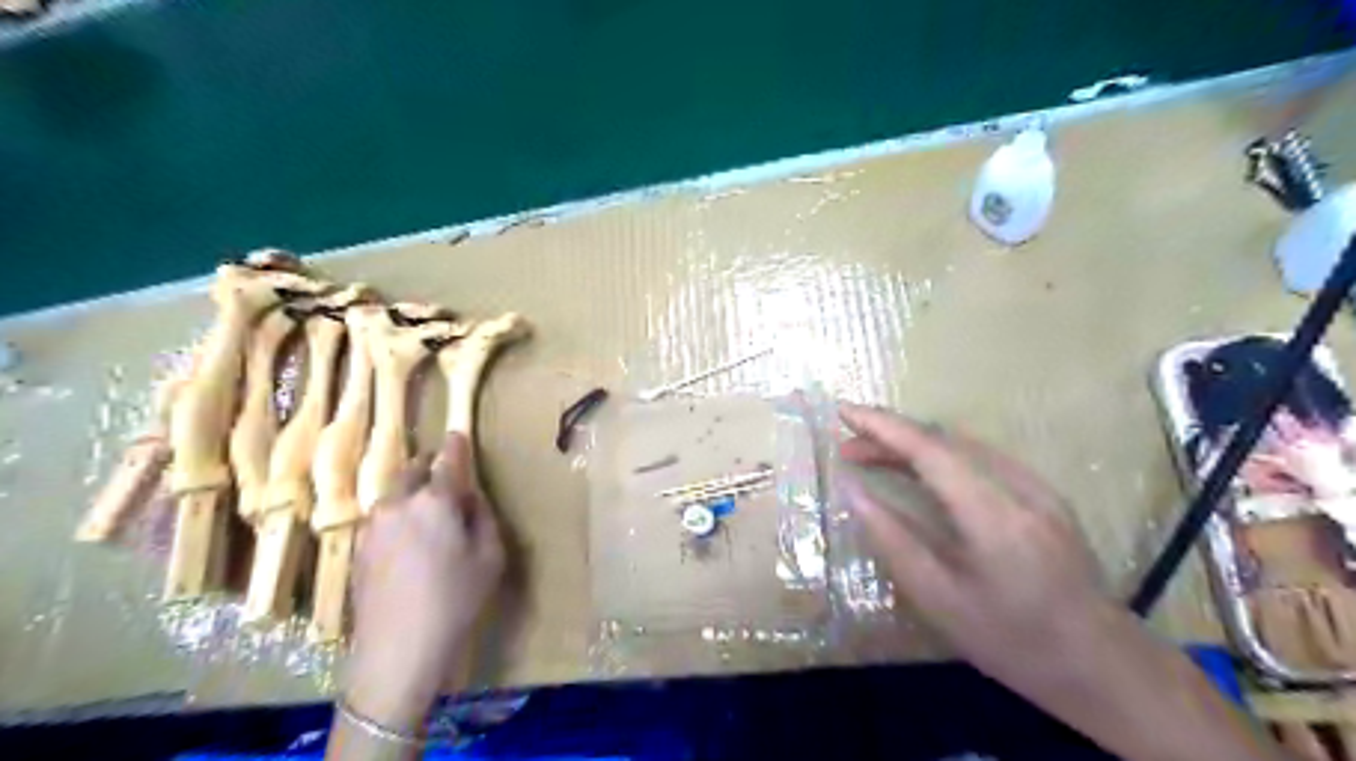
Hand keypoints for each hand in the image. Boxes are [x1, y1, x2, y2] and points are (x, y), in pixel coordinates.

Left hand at [344, 433, 502, 731]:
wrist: (397, 651)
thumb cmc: (456, 600)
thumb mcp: (490, 556)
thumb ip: (482, 515)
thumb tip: (468, 497)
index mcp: (435, 500)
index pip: (448, 459)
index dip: (457, 445)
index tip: (459, 435)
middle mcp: (398, 503)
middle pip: (415, 470)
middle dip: (432, 469)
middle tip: (449, 485)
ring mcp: (372, 525)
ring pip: (395, 493)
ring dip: (413, 494)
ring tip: (429, 517)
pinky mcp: (358, 547)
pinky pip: (383, 517)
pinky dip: (398, 516)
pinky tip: (409, 543)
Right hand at [838, 404, 1289, 760]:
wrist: (1104, 666)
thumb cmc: (1012, 642)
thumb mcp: (939, 599)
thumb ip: (892, 538)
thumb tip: (852, 490)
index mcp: (994, 515)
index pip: (929, 449)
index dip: (882, 426)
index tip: (843, 411)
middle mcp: (1020, 487)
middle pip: (945, 441)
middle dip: (891, 435)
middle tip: (847, 447)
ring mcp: (1038, 487)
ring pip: (963, 445)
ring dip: (913, 444)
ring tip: (872, 456)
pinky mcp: (1045, 495)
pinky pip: (980, 459)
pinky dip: (939, 456)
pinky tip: (919, 472)